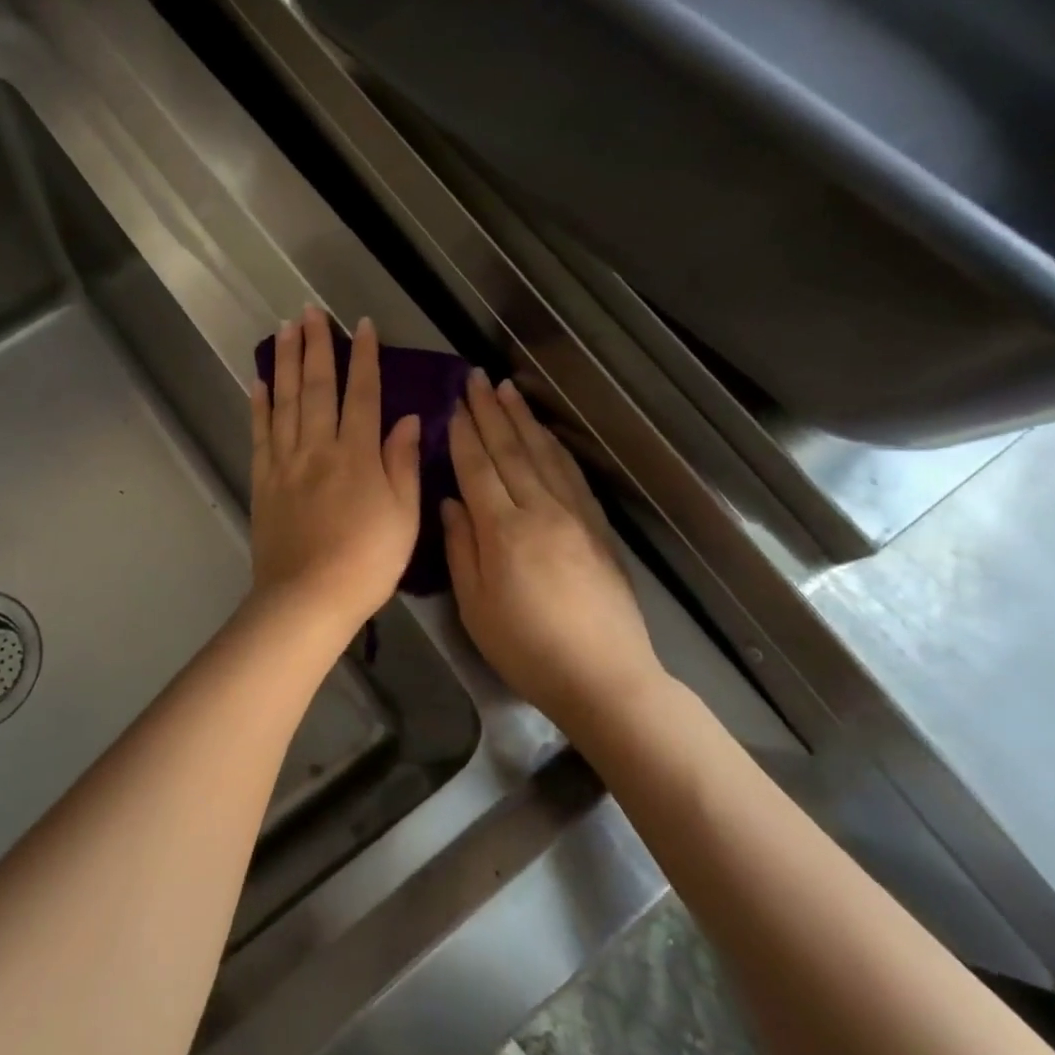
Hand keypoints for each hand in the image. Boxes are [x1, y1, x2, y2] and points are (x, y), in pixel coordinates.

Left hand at [249, 308, 420, 639]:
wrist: (308, 597)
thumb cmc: (367, 561)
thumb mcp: (404, 516)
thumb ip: (402, 462)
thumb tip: (407, 418)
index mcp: (358, 454)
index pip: (363, 393)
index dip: (364, 357)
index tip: (361, 325)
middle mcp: (319, 447)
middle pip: (317, 386)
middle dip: (316, 345)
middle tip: (309, 310)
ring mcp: (286, 461)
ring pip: (285, 400)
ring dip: (286, 362)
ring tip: (284, 329)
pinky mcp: (263, 480)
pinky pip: (260, 433)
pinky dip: (259, 404)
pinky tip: (259, 381)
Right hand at [441, 370, 661, 721]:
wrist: (604, 677)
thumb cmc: (527, 648)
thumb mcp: (475, 606)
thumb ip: (461, 548)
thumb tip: (450, 502)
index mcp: (504, 531)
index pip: (478, 468)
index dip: (463, 434)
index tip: (452, 404)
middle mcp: (540, 511)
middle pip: (511, 451)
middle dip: (490, 412)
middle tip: (476, 377)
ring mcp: (574, 516)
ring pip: (544, 454)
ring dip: (523, 419)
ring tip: (507, 389)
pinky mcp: (597, 527)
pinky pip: (572, 474)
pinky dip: (555, 446)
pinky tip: (546, 432)